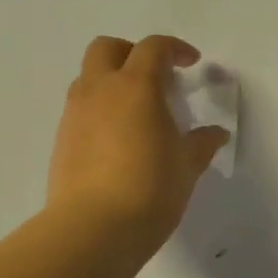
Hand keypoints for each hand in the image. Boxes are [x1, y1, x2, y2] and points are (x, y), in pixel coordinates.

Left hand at [47, 35, 229, 254]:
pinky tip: (116, 140)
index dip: (174, 49)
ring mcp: (75, 114)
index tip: (191, 64)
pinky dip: (98, 110)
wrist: (93, 229)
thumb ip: (201, 143)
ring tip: (134, 112)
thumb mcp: (186, 166)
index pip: (153, 48)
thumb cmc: (150, 189)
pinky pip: (79, 109)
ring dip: (111, 81)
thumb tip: (216, 133)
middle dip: (130, 53)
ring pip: (88, 78)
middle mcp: (99, 91)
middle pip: (106, 48)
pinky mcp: (61, 140)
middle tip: (154, 77)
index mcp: (135, 87)